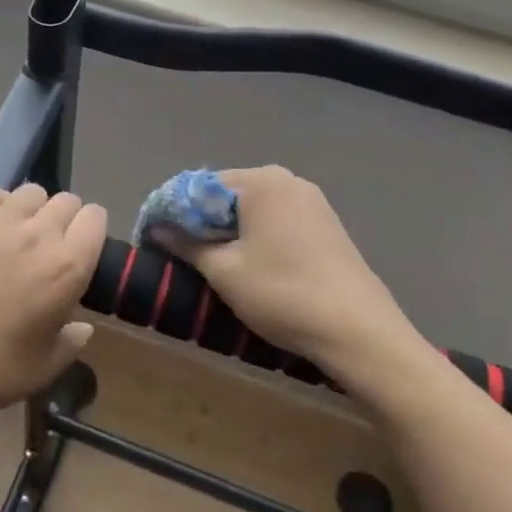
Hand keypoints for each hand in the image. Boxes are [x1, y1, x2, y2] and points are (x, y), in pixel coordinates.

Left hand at [0, 183, 106, 426]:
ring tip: (19, 233)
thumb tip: (82, 327)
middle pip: (66, 200)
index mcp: (68, 267)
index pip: (95, 218)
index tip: (80, 248)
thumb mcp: (49, 365)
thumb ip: (73, 340)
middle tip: (49, 245)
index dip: (90, 230)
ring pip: (31, 192)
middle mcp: (39, 235)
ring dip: (32, 209)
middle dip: (64, 218)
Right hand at [157, 167, 409, 373]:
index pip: (199, 185)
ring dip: (226, 228)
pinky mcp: (326, 224)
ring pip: (252, 207)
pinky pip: (276, 219)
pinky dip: (254, 234)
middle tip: (177, 251)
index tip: (152, 237)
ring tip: (208, 261)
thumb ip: (187, 244)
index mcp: (261, 182)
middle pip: (226, 192)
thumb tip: (157, 229)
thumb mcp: (224, 271)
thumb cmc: (282, 294)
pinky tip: (247, 262)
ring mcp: (312, 201)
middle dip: (199, 219)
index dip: (172, 210)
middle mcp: (287, 180)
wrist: (358, 331)